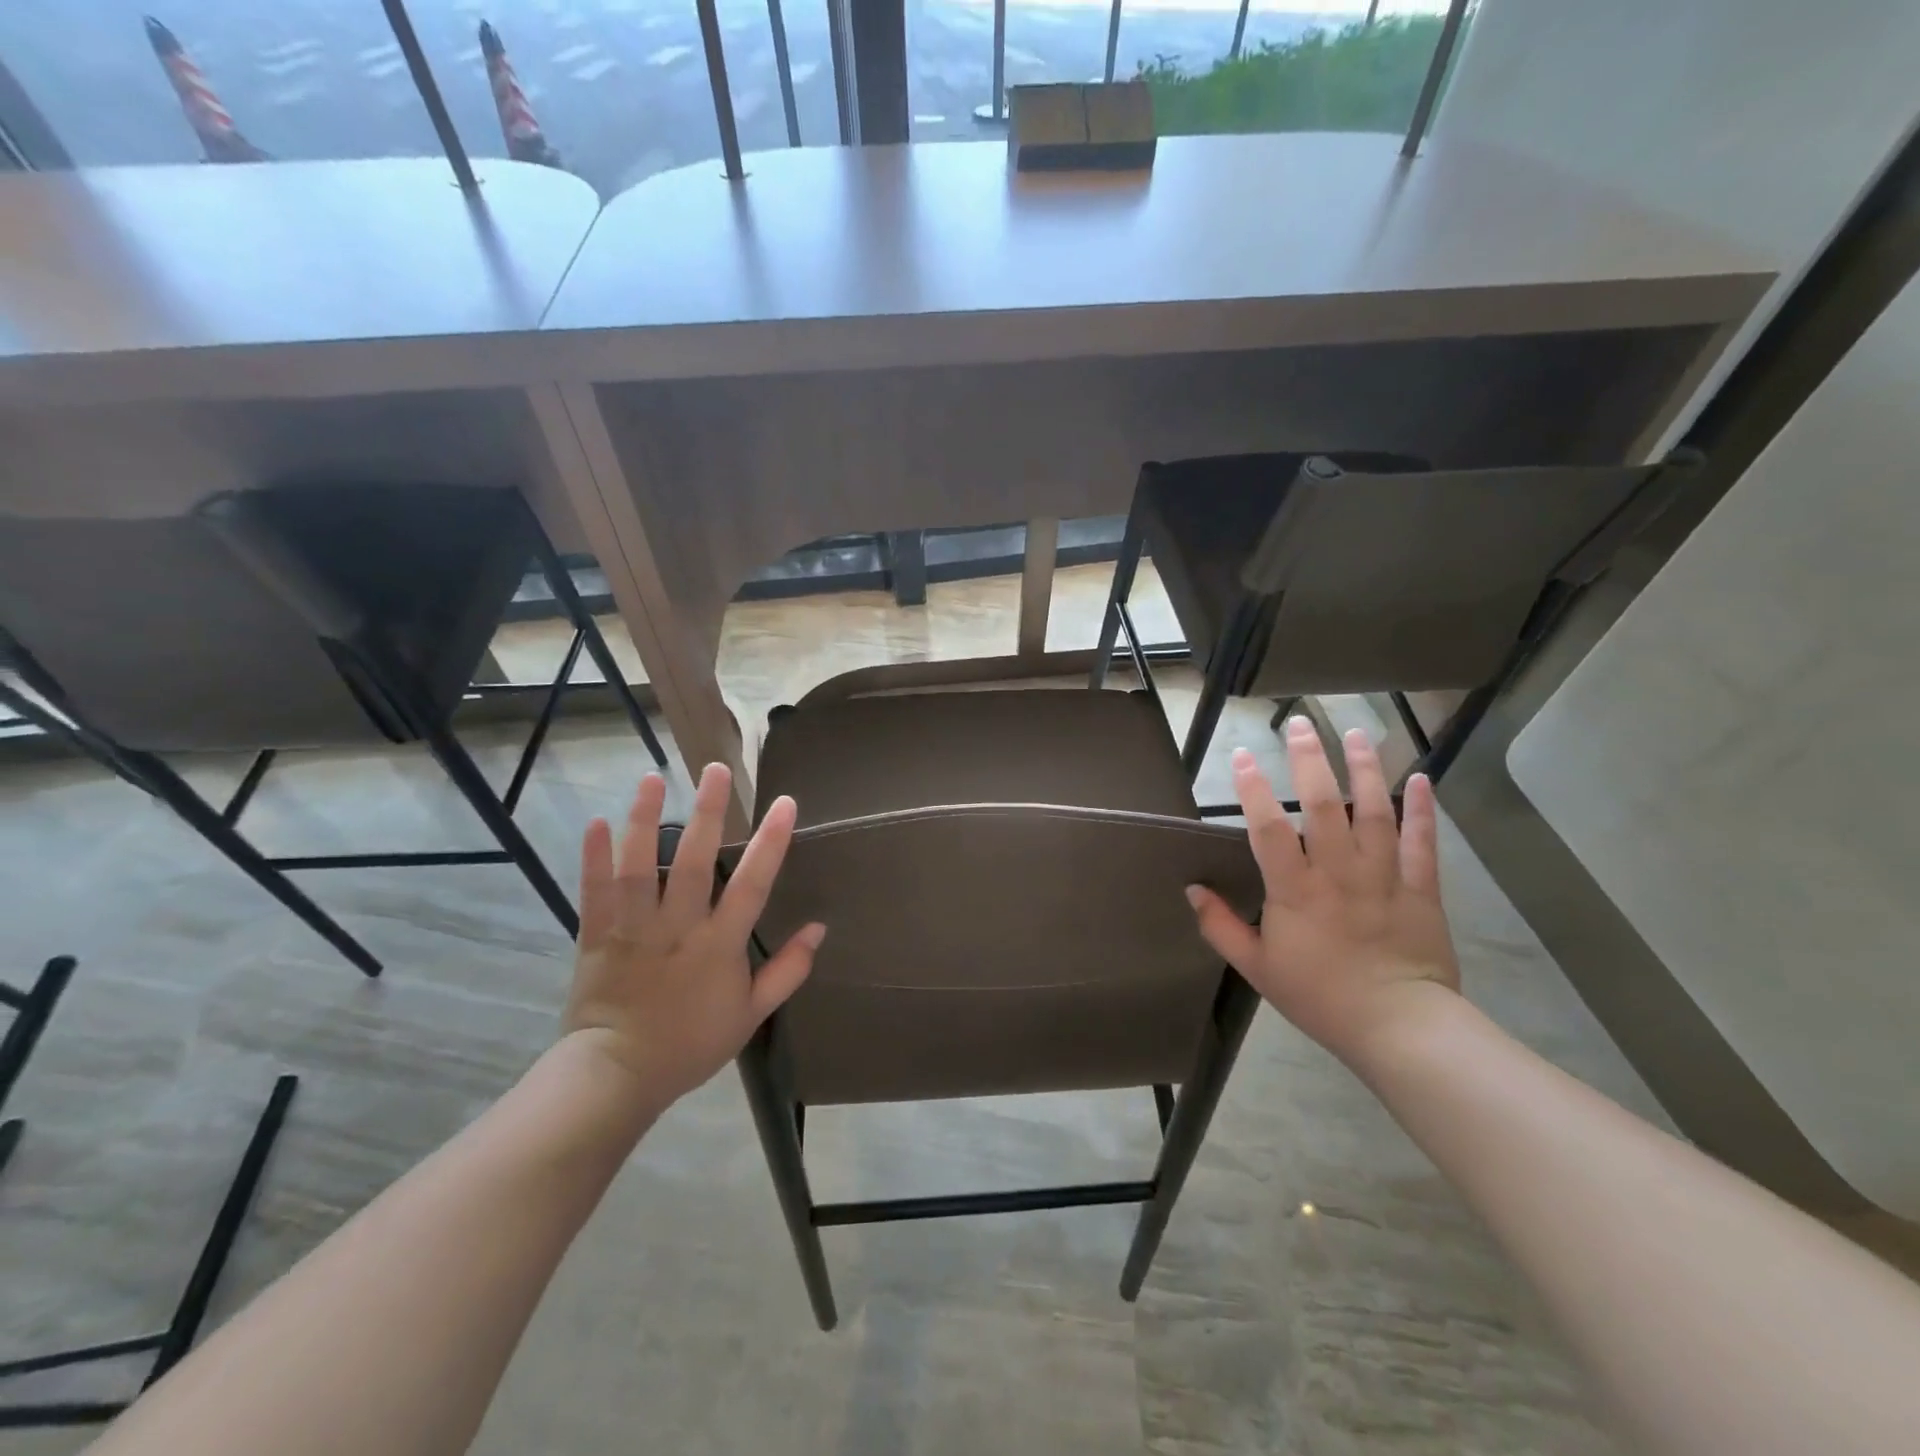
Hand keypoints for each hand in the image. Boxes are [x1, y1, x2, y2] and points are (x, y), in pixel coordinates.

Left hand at [562, 764, 823, 1108]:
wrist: (618, 1076)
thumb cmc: (690, 1044)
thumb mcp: (751, 1015)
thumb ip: (787, 971)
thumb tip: (819, 928)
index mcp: (719, 945)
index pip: (752, 884)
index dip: (770, 842)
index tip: (785, 802)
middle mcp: (678, 928)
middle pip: (693, 861)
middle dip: (707, 812)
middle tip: (714, 768)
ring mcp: (634, 930)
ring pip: (639, 867)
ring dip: (643, 820)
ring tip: (650, 778)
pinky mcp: (596, 937)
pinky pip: (593, 892)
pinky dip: (592, 857)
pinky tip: (595, 821)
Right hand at [1186, 720, 1459, 1064]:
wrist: (1398, 1028)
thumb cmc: (1319, 996)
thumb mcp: (1257, 967)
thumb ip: (1220, 926)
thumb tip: (1192, 890)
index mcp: (1295, 891)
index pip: (1268, 828)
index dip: (1252, 788)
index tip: (1239, 756)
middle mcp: (1338, 873)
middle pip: (1324, 806)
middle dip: (1310, 760)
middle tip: (1299, 724)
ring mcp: (1384, 877)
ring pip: (1375, 813)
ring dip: (1366, 770)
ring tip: (1356, 733)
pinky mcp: (1421, 890)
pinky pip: (1424, 844)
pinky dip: (1424, 810)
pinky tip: (1422, 778)